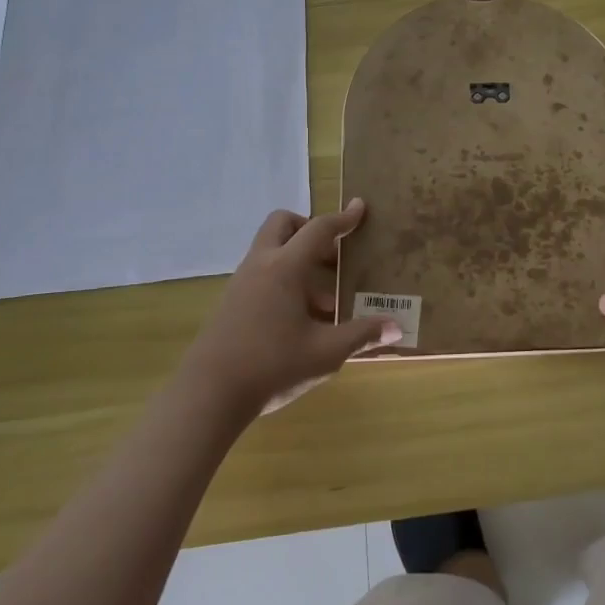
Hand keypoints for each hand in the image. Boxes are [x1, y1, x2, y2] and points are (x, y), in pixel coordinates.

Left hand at [179, 199, 402, 416]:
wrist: (207, 396)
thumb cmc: (272, 365)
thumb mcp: (326, 352)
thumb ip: (361, 335)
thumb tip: (396, 327)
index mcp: (285, 267)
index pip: (318, 230)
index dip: (343, 219)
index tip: (360, 208)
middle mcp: (261, 265)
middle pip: (283, 224)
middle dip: (309, 229)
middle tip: (333, 254)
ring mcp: (240, 284)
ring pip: (271, 251)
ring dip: (299, 261)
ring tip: (326, 300)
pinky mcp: (230, 304)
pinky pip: (262, 275)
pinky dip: (284, 281)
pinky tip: (300, 320)